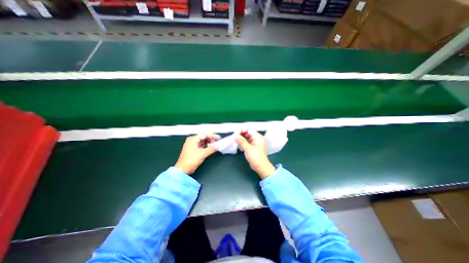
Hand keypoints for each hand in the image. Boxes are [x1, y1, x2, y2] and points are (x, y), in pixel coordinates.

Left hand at [175, 133, 220, 174]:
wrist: (183, 169)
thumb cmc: (190, 161)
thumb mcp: (202, 154)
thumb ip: (211, 149)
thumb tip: (217, 146)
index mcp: (193, 139)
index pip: (204, 134)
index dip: (212, 135)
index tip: (218, 138)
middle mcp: (192, 141)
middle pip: (203, 137)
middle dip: (211, 139)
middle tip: (217, 141)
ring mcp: (192, 145)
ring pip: (202, 141)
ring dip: (209, 142)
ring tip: (214, 144)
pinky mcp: (193, 149)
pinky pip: (201, 145)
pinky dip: (206, 146)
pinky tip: (210, 147)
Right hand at [234, 130, 275, 178]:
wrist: (260, 167)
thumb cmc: (256, 157)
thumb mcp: (248, 149)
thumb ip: (241, 141)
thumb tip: (235, 135)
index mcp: (257, 137)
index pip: (249, 129)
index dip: (242, 130)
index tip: (235, 132)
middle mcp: (256, 138)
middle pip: (247, 132)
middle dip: (240, 133)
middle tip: (233, 135)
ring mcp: (254, 142)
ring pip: (246, 137)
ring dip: (240, 137)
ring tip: (234, 138)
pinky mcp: (252, 146)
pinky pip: (246, 141)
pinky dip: (242, 141)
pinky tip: (237, 142)